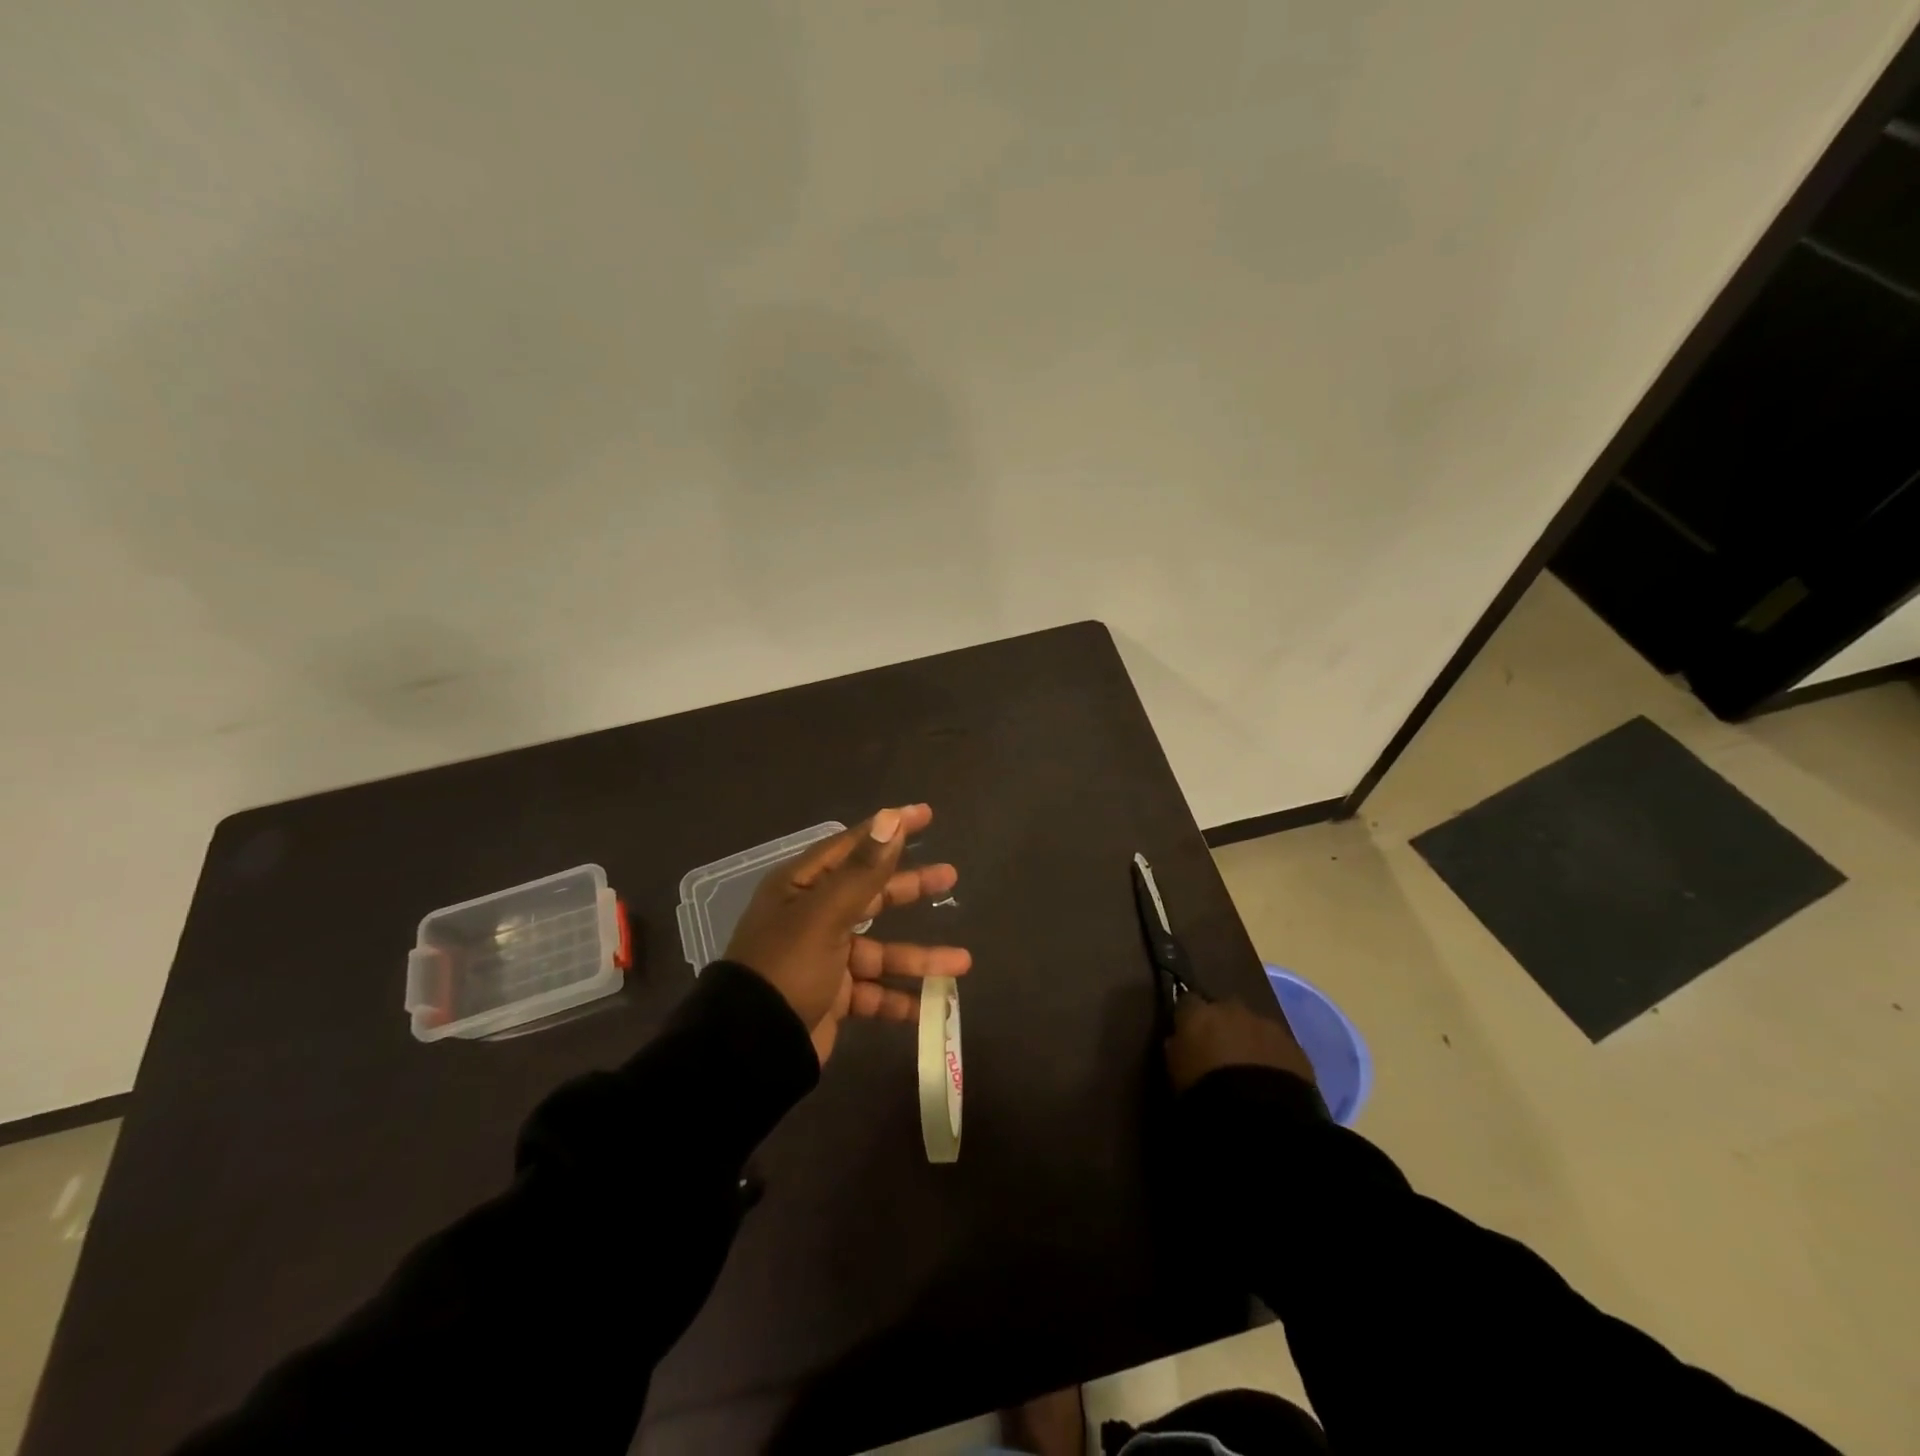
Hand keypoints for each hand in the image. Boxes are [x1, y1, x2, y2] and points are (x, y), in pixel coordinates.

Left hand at [725, 804, 970, 1063]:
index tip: (925, 814)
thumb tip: (890, 819)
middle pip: (872, 894)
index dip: (888, 830)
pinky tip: (933, 1005)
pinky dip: (901, 999)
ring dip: (920, 957)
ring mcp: (825, 958)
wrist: (752, 1048)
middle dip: (911, 888)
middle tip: (950, 877)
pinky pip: (875, 992)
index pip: (852, 846)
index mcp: (802, 888)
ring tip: (963, 962)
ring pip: (882, 950)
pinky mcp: (834, 997)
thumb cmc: (787, 967)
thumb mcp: (824, 914)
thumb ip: (863, 871)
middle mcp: (813, 916)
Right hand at [1164, 996, 1316, 1093]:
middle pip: (1224, 1009)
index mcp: (1199, 1013)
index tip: (1186, 1033)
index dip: (1187, 1017)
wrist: (1260, 1114)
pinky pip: (1278, 1047)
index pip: (1186, 1001)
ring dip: (1250, 1041)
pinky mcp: (1295, 1047)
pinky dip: (1273, 1058)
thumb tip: (1178, 1040)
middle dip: (1223, 1025)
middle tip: (1220, 1052)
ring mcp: (1267, 1026)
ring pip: (1254, 1027)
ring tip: (1249, 1071)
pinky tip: (1271, 1081)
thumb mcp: (1175, 1071)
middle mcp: (1232, 1009)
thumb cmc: (1204, 1090)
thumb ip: (1176, 1048)